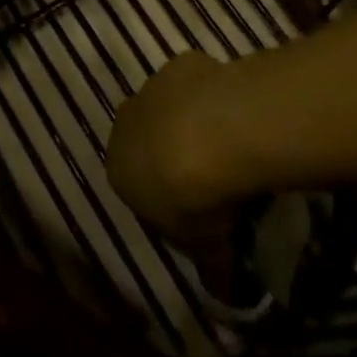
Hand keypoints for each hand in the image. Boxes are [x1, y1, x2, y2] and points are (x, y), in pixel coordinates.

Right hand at [107, 51, 245, 260]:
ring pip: (172, 108)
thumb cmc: (197, 200)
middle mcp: (126, 123)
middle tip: (216, 180)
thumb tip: (227, 293)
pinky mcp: (181, 64)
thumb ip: (212, 269)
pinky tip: (238, 116)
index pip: (137, 189)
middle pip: (150, 141)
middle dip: (175, 156)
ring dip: (193, 123)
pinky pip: (196, 84)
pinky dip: (212, 97)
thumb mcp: (207, 250)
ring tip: (233, 148)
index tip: (201, 215)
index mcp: (118, 170)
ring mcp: (153, 88)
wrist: (214, 135)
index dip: (170, 203)